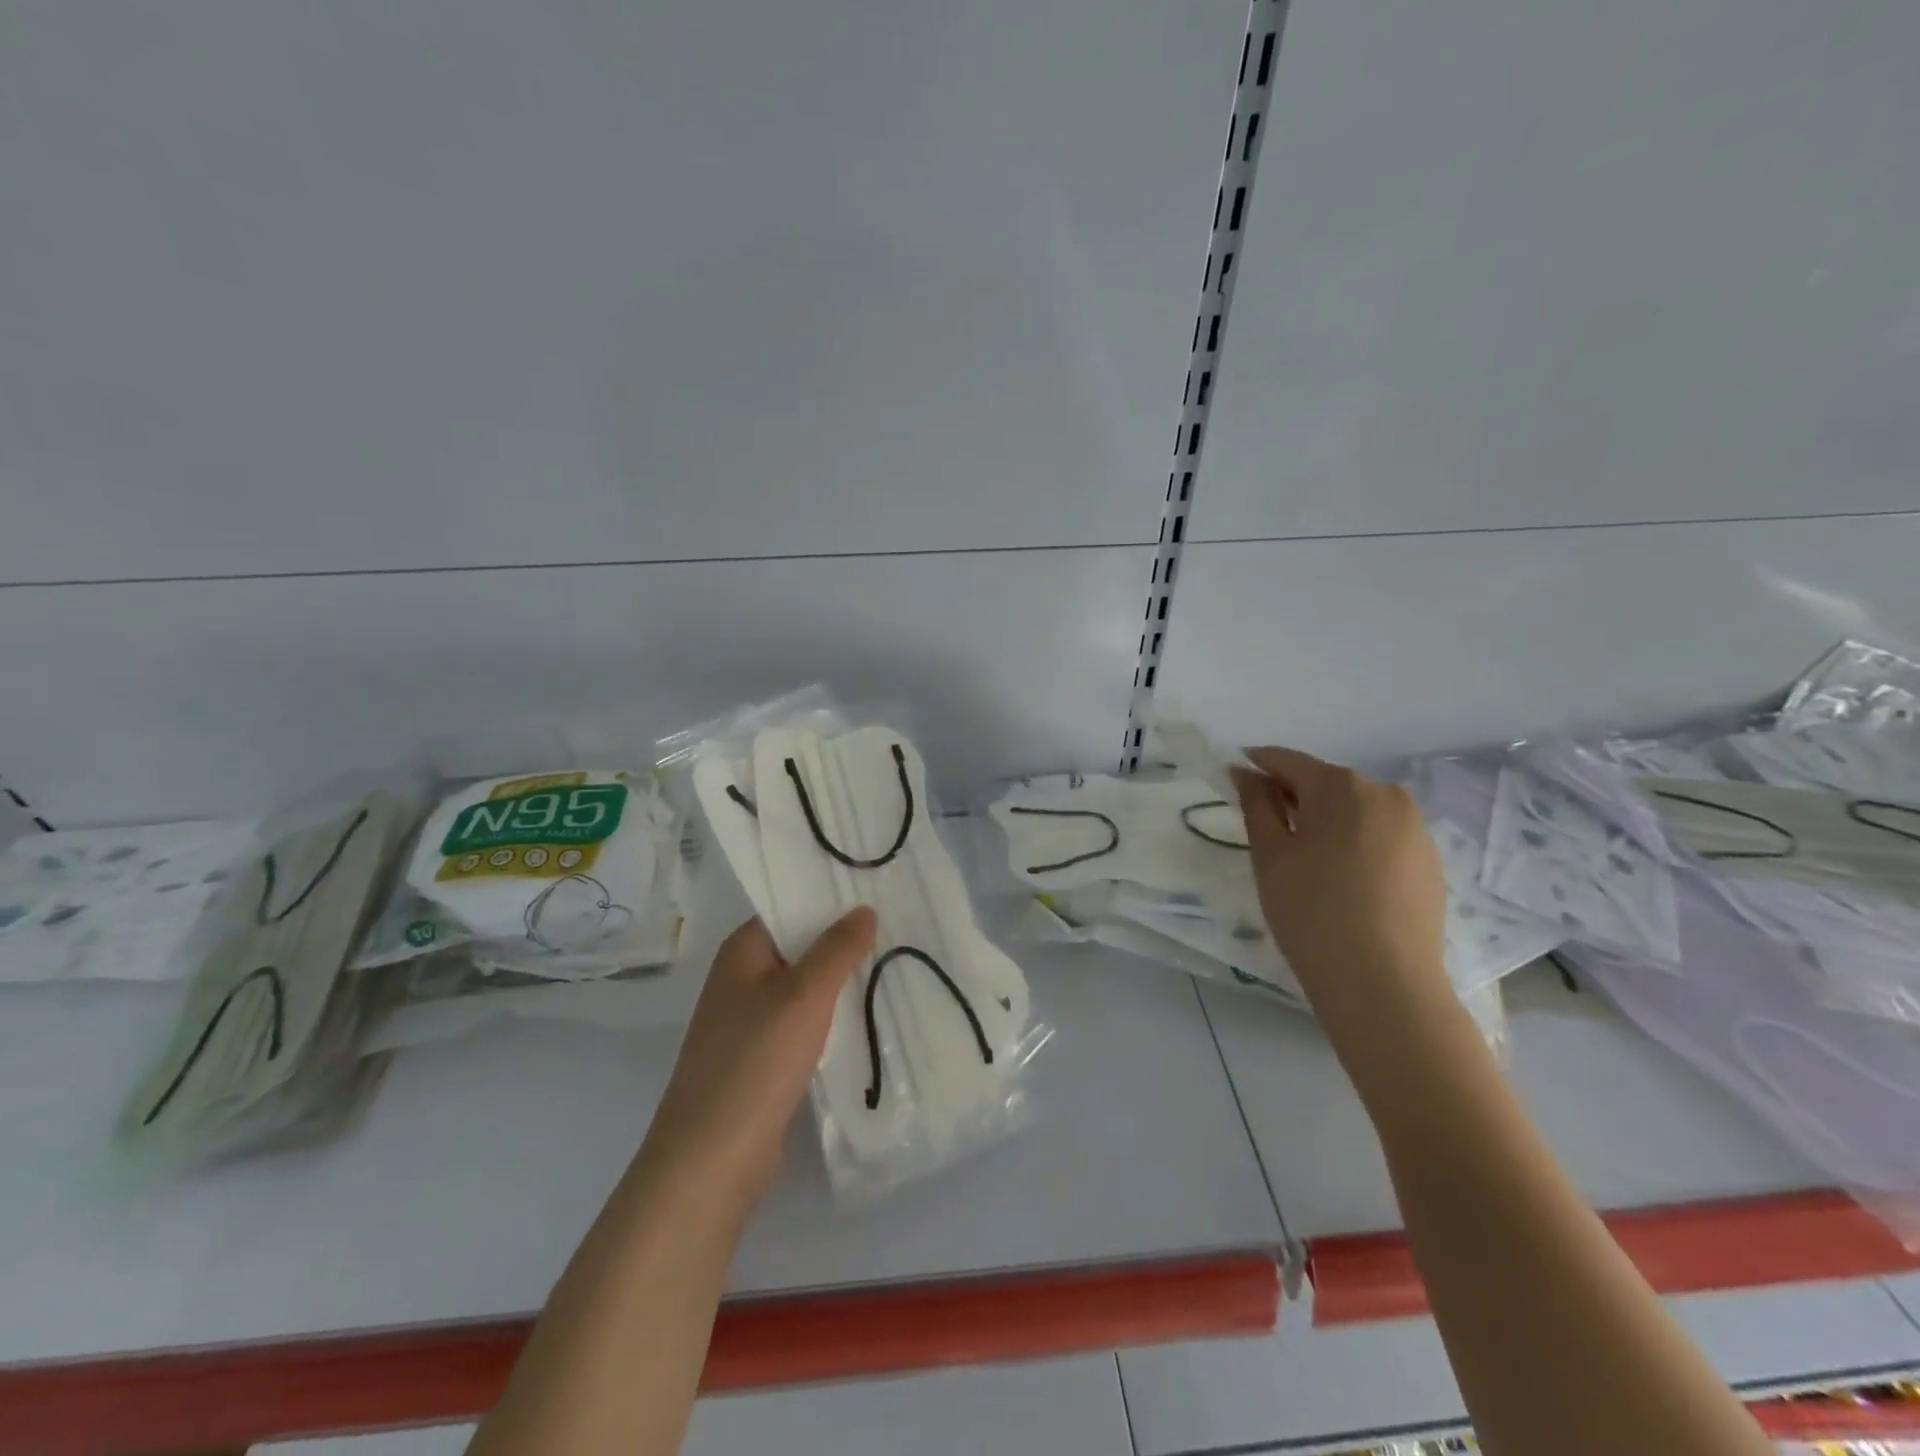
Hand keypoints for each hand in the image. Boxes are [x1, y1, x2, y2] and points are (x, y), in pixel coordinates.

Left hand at [638, 907, 876, 1217]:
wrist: (710, 1160)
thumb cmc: (755, 1061)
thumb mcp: (804, 995)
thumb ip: (837, 949)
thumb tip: (864, 909)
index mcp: (741, 952)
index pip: (788, 907)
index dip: (829, 897)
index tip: (875, 889)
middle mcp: (741, 979)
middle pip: (798, 947)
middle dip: (842, 940)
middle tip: (898, 926)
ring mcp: (748, 1022)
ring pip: (803, 988)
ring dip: (840, 981)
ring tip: (893, 965)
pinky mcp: (760, 1059)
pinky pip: (802, 1024)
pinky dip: (830, 1018)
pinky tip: (867, 1017)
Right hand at [1231, 747, 1449, 1036]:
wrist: (1383, 984)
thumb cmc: (1311, 912)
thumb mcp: (1269, 855)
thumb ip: (1256, 804)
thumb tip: (1246, 772)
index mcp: (1341, 786)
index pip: (1288, 761)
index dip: (1257, 765)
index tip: (1235, 778)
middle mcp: (1386, 794)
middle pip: (1326, 783)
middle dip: (1294, 797)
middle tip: (1267, 830)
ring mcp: (1415, 828)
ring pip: (1356, 810)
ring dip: (1327, 821)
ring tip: (1306, 860)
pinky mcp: (1430, 861)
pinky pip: (1382, 836)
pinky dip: (1356, 843)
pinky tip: (1342, 880)